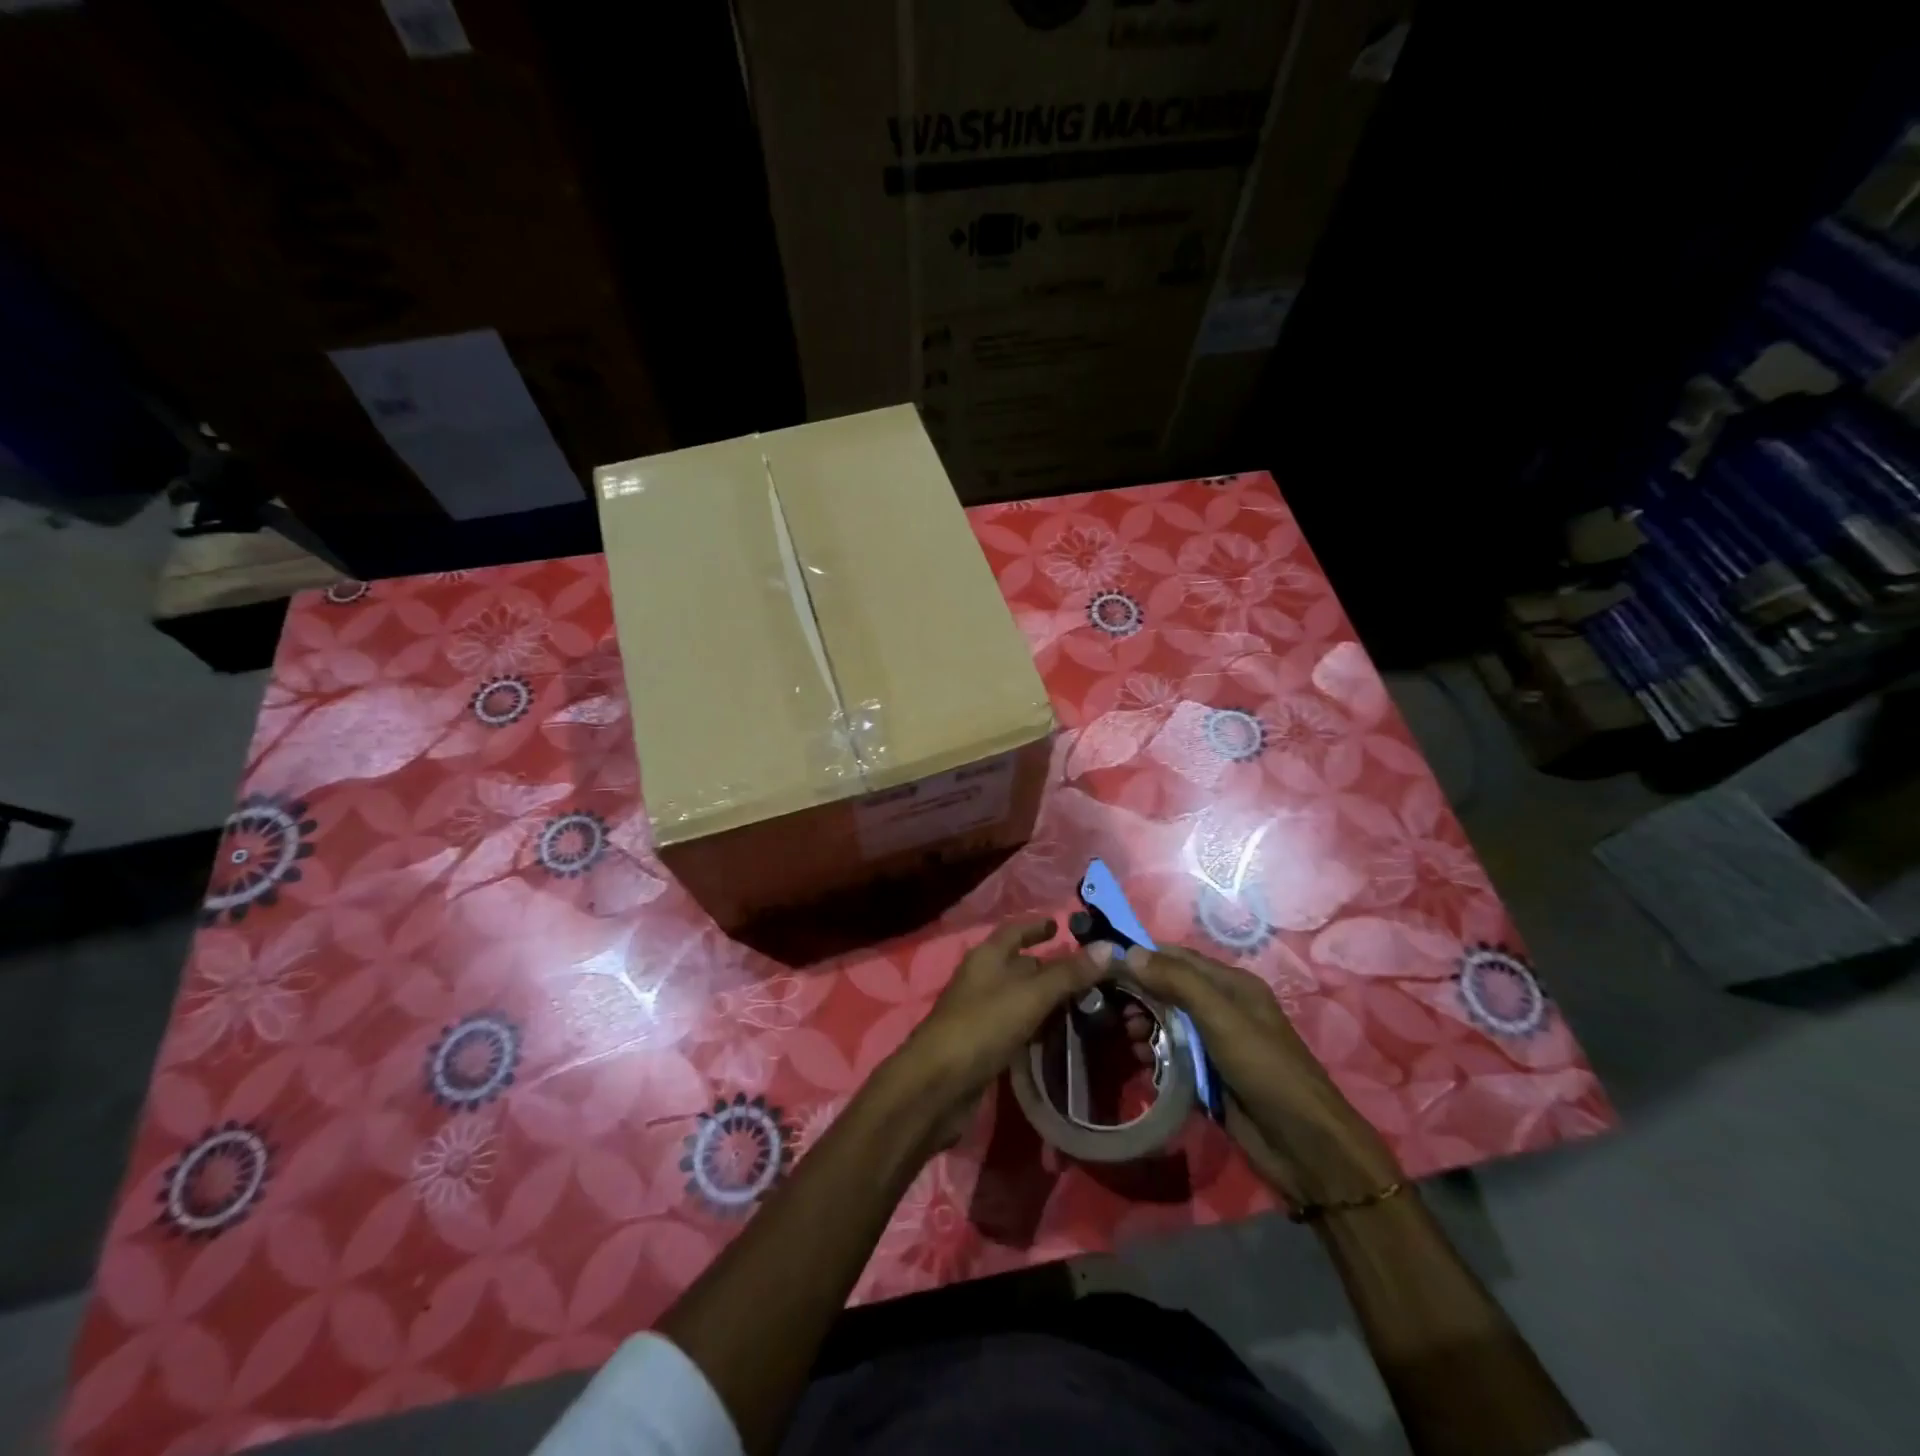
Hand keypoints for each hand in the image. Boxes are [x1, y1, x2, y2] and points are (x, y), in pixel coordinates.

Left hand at [891, 918, 1104, 1146]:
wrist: (937, 1086)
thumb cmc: (982, 1026)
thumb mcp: (1030, 996)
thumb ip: (1069, 974)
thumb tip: (1110, 948)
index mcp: (987, 956)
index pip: (1015, 930)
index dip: (1037, 926)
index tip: (1062, 925)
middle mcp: (983, 979)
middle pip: (1020, 965)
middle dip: (1052, 966)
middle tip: (1092, 973)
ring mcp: (981, 1012)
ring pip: (1020, 997)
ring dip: (1048, 999)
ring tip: (1087, 1004)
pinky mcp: (983, 1044)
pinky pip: (1017, 1026)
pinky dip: (1038, 1025)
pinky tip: (1060, 1034)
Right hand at [1112, 941, 1400, 1207]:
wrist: (1304, 1147)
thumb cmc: (1265, 1069)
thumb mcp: (1221, 1018)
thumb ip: (1177, 982)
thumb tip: (1129, 952)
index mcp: (1231, 985)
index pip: (1176, 957)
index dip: (1141, 956)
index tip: (1103, 963)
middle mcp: (1221, 1008)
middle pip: (1168, 989)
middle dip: (1139, 994)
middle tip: (1111, 1009)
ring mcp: (1214, 1044)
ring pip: (1166, 1022)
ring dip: (1143, 1025)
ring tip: (1128, 1038)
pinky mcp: (1207, 1076)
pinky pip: (1171, 1055)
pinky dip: (1153, 1053)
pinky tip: (1142, 1062)